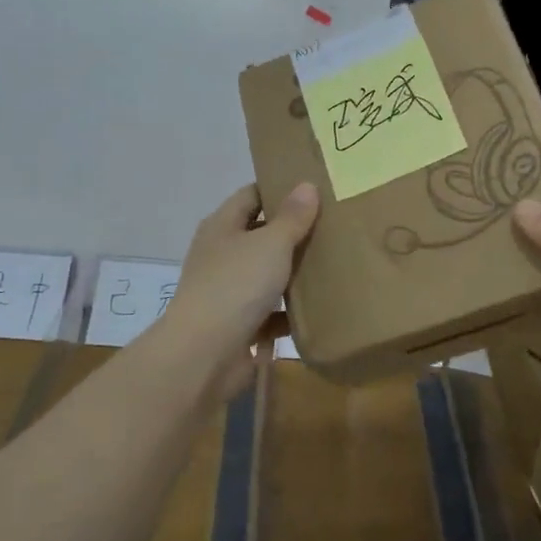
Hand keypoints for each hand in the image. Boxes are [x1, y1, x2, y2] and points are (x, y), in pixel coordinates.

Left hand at [165, 183, 319, 374]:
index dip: (279, 188)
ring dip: (295, 272)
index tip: (314, 188)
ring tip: (336, 262)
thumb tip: (307, 185)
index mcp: (222, 227)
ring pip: (268, 274)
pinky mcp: (240, 325)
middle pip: (261, 234)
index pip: (251, 195)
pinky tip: (322, 308)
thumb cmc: (236, 286)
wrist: (204, 355)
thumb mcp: (270, 244)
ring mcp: (229, 292)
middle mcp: (222, 255)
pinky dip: (292, 311)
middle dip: (293, 231)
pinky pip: (272, 312)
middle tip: (334, 224)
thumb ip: (292, 217)